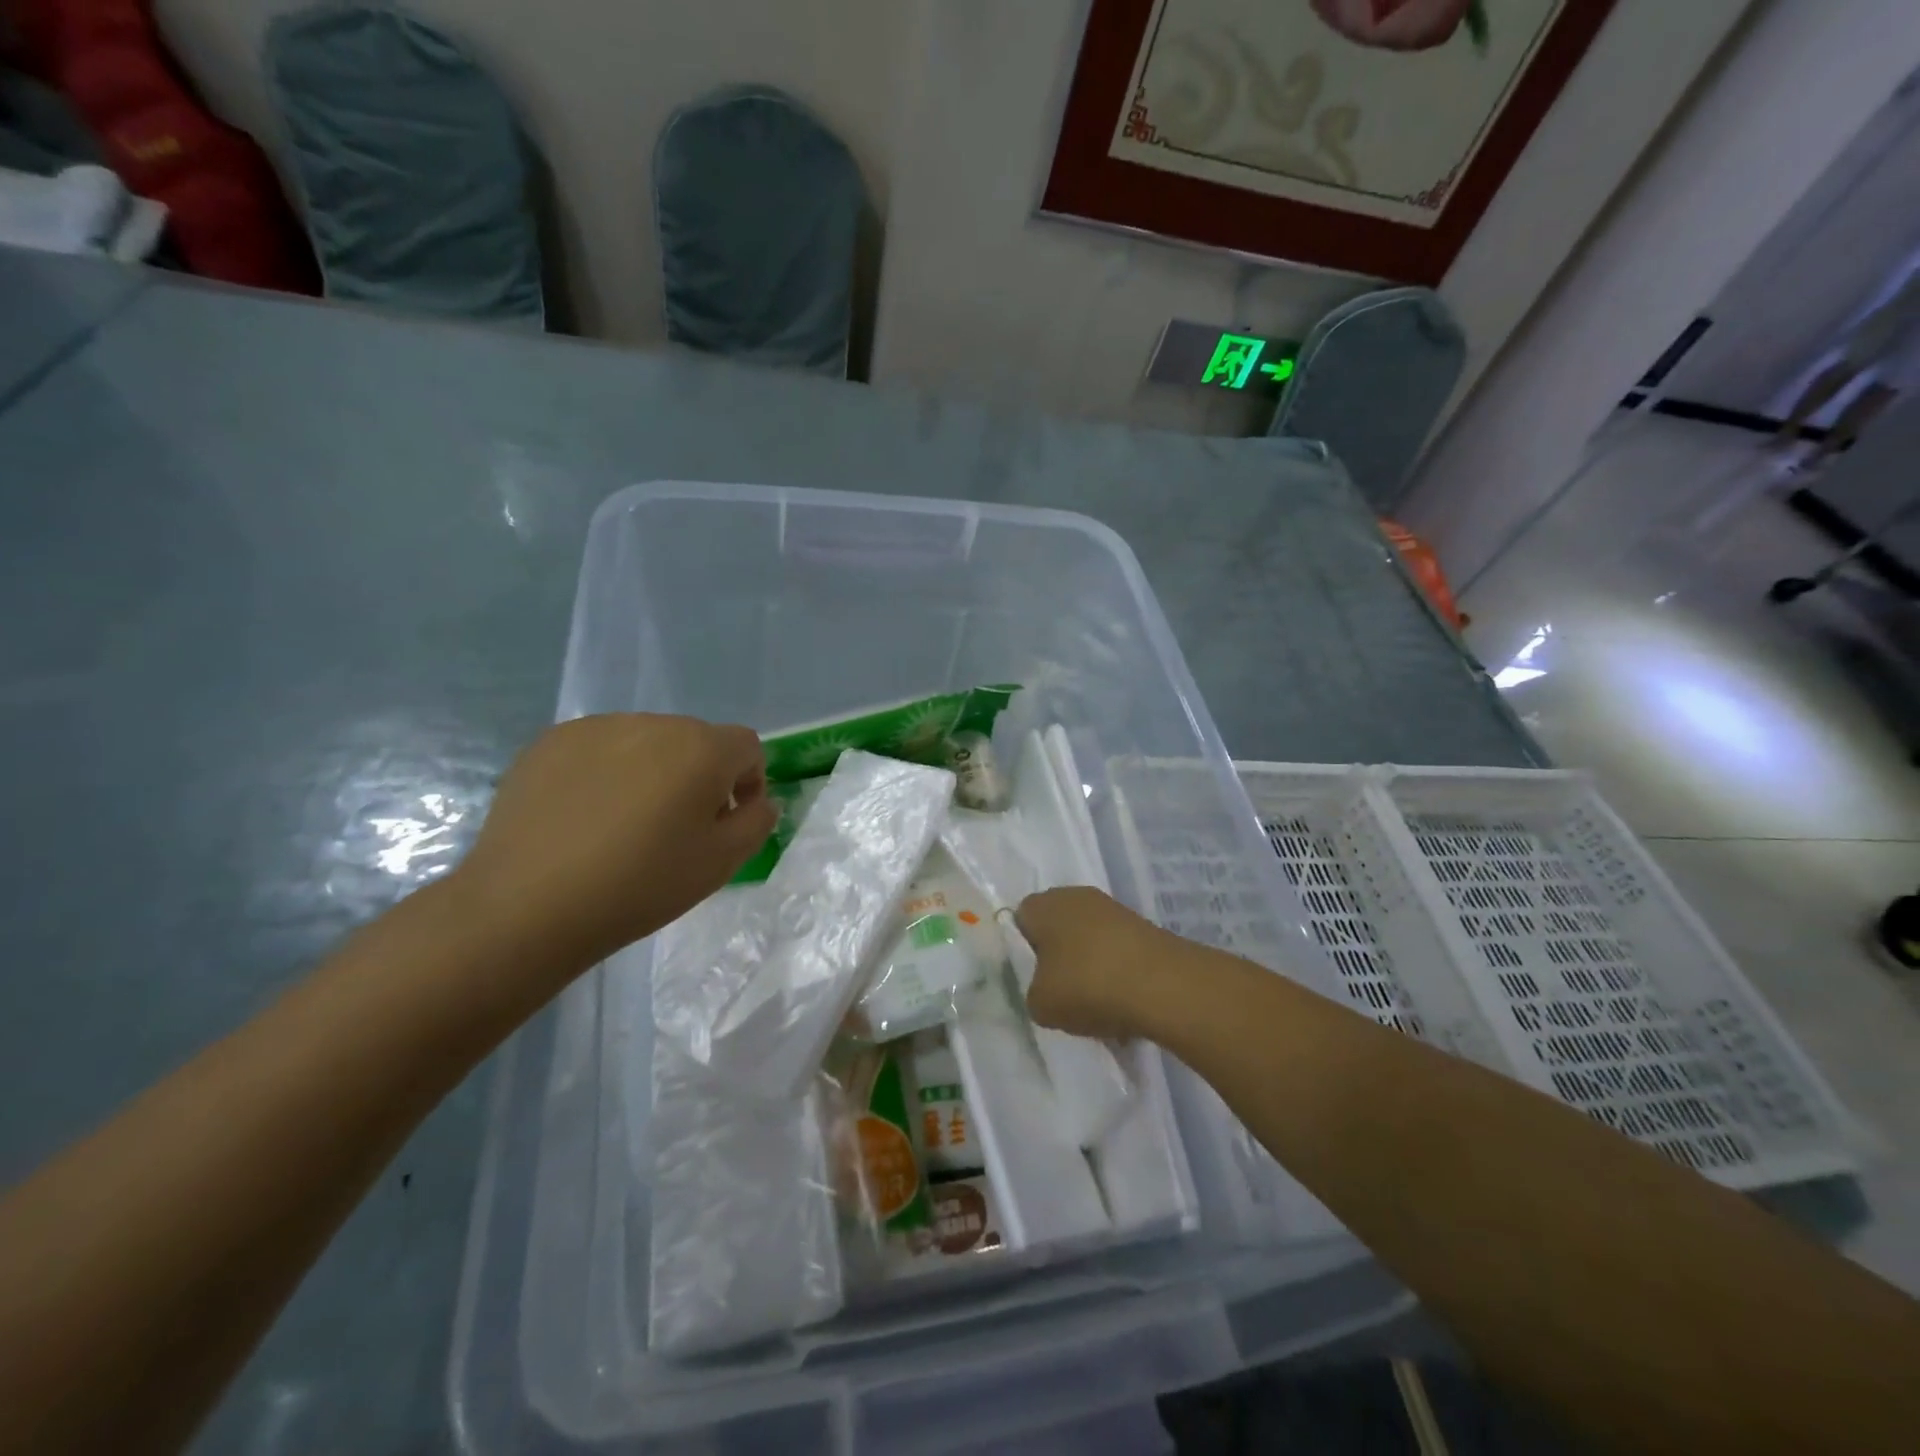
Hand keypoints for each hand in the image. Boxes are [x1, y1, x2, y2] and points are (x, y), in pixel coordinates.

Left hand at [454, 714, 776, 973]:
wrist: (528, 905)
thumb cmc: (640, 885)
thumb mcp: (722, 863)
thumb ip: (757, 822)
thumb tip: (758, 801)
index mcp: (701, 748)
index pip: (746, 747)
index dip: (747, 783)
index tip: (724, 823)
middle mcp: (653, 723)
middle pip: (696, 741)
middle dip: (699, 776)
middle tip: (676, 828)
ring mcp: (596, 728)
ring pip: (646, 742)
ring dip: (652, 771)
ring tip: (625, 823)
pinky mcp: (550, 742)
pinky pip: (599, 749)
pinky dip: (605, 773)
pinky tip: (584, 816)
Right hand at [1016, 887, 1182, 1039]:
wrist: (1163, 985)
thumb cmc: (1087, 985)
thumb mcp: (1040, 1004)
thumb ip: (1033, 992)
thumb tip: (1046, 988)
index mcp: (1043, 904)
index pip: (1021, 919)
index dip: (1023, 949)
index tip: (1030, 978)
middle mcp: (1075, 896)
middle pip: (1057, 926)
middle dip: (1057, 956)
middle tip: (1059, 991)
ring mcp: (1112, 908)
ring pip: (1088, 938)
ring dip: (1088, 964)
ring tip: (1093, 1002)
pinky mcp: (1142, 926)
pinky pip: (1115, 949)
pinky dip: (1115, 971)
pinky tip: (1120, 1000)